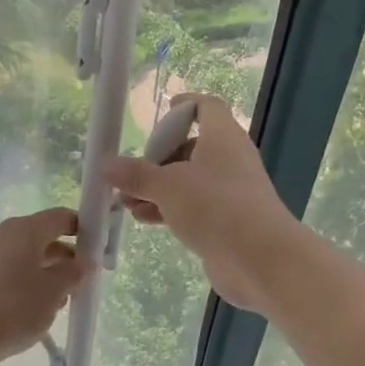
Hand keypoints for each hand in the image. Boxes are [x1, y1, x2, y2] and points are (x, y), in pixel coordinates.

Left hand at [0, 208, 88, 365]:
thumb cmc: (10, 309)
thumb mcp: (53, 292)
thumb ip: (73, 272)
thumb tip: (83, 261)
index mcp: (23, 230)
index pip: (60, 217)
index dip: (82, 229)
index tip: (99, 251)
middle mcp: (1, 235)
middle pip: (41, 238)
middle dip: (65, 258)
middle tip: (82, 284)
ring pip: (24, 258)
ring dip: (45, 275)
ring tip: (59, 304)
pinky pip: (7, 274)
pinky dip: (24, 285)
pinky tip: (31, 312)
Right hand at [103, 94, 304, 314]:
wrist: (259, 259)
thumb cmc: (215, 207)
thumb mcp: (167, 186)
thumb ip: (136, 174)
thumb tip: (105, 164)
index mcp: (223, 137)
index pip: (206, 107)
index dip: (184, 106)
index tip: (162, 111)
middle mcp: (230, 160)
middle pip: (192, 147)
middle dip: (158, 159)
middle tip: (130, 172)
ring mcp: (231, 193)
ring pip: (189, 181)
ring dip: (158, 189)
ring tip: (125, 201)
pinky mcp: (228, 223)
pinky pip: (194, 208)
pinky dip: (169, 209)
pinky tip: (143, 219)